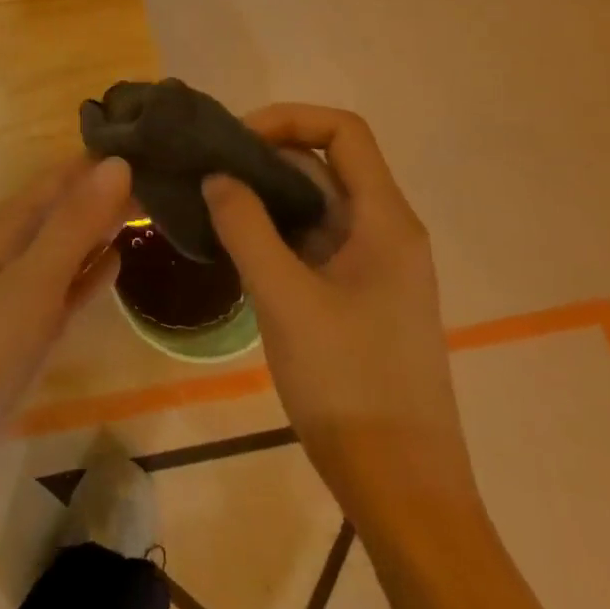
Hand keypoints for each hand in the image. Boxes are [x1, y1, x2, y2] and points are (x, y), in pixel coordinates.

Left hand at [0, 155, 132, 477]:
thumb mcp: (33, 281)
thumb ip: (75, 224)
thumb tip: (119, 162)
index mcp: (9, 226)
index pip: (62, 177)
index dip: (102, 162)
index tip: (154, 146)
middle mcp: (12, 250)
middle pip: (65, 209)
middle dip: (107, 192)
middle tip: (168, 181)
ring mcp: (17, 293)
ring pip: (67, 247)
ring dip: (101, 230)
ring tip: (152, 212)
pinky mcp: (23, 334)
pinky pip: (65, 290)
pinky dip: (89, 274)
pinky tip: (117, 266)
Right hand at [203, 105, 472, 519]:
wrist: (401, 489)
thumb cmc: (348, 383)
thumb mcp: (285, 299)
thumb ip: (246, 227)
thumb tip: (216, 176)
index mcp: (385, 220)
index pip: (343, 131)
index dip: (289, 119)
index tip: (236, 139)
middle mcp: (386, 230)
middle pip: (326, 164)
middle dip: (267, 157)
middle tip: (208, 170)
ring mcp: (374, 265)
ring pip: (317, 204)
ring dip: (267, 195)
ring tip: (212, 202)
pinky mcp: (359, 294)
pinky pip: (314, 240)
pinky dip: (276, 230)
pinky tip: (236, 244)